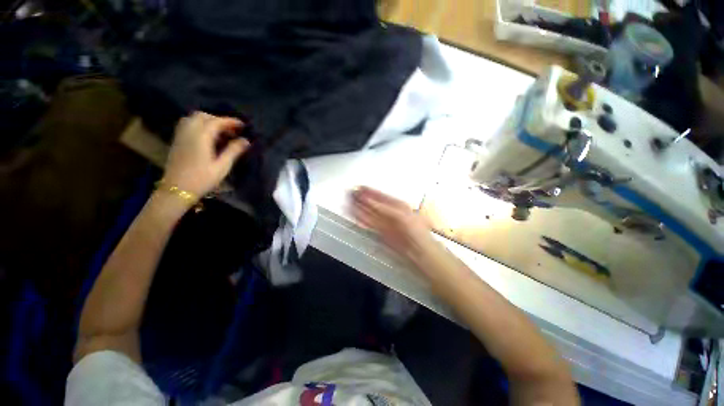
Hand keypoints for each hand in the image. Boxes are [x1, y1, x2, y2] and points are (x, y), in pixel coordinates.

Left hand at [163, 112, 249, 197]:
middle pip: (203, 116)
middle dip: (219, 120)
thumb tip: (246, 141)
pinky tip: (207, 137)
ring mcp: (180, 135)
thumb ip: (234, 151)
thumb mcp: (222, 166)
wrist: (177, 189)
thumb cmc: (202, 178)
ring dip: (208, 121)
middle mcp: (189, 131)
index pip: (216, 122)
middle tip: (231, 130)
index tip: (243, 125)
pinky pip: (187, 125)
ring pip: (193, 119)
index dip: (231, 121)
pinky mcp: (177, 141)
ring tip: (220, 133)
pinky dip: (199, 125)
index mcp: (201, 136)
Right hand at [350, 187, 435, 261]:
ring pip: (370, 213)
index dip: (369, 191)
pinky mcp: (381, 232)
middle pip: (373, 204)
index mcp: (397, 205)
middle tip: (351, 194)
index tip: (359, 187)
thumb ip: (383, 208)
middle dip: (362, 199)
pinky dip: (362, 219)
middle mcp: (390, 212)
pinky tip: (356, 215)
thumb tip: (370, 200)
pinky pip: (369, 224)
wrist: (418, 250)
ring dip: (360, 208)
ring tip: (349, 203)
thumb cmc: (416, 231)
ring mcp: (385, 222)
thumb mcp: (400, 215)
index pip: (380, 195)